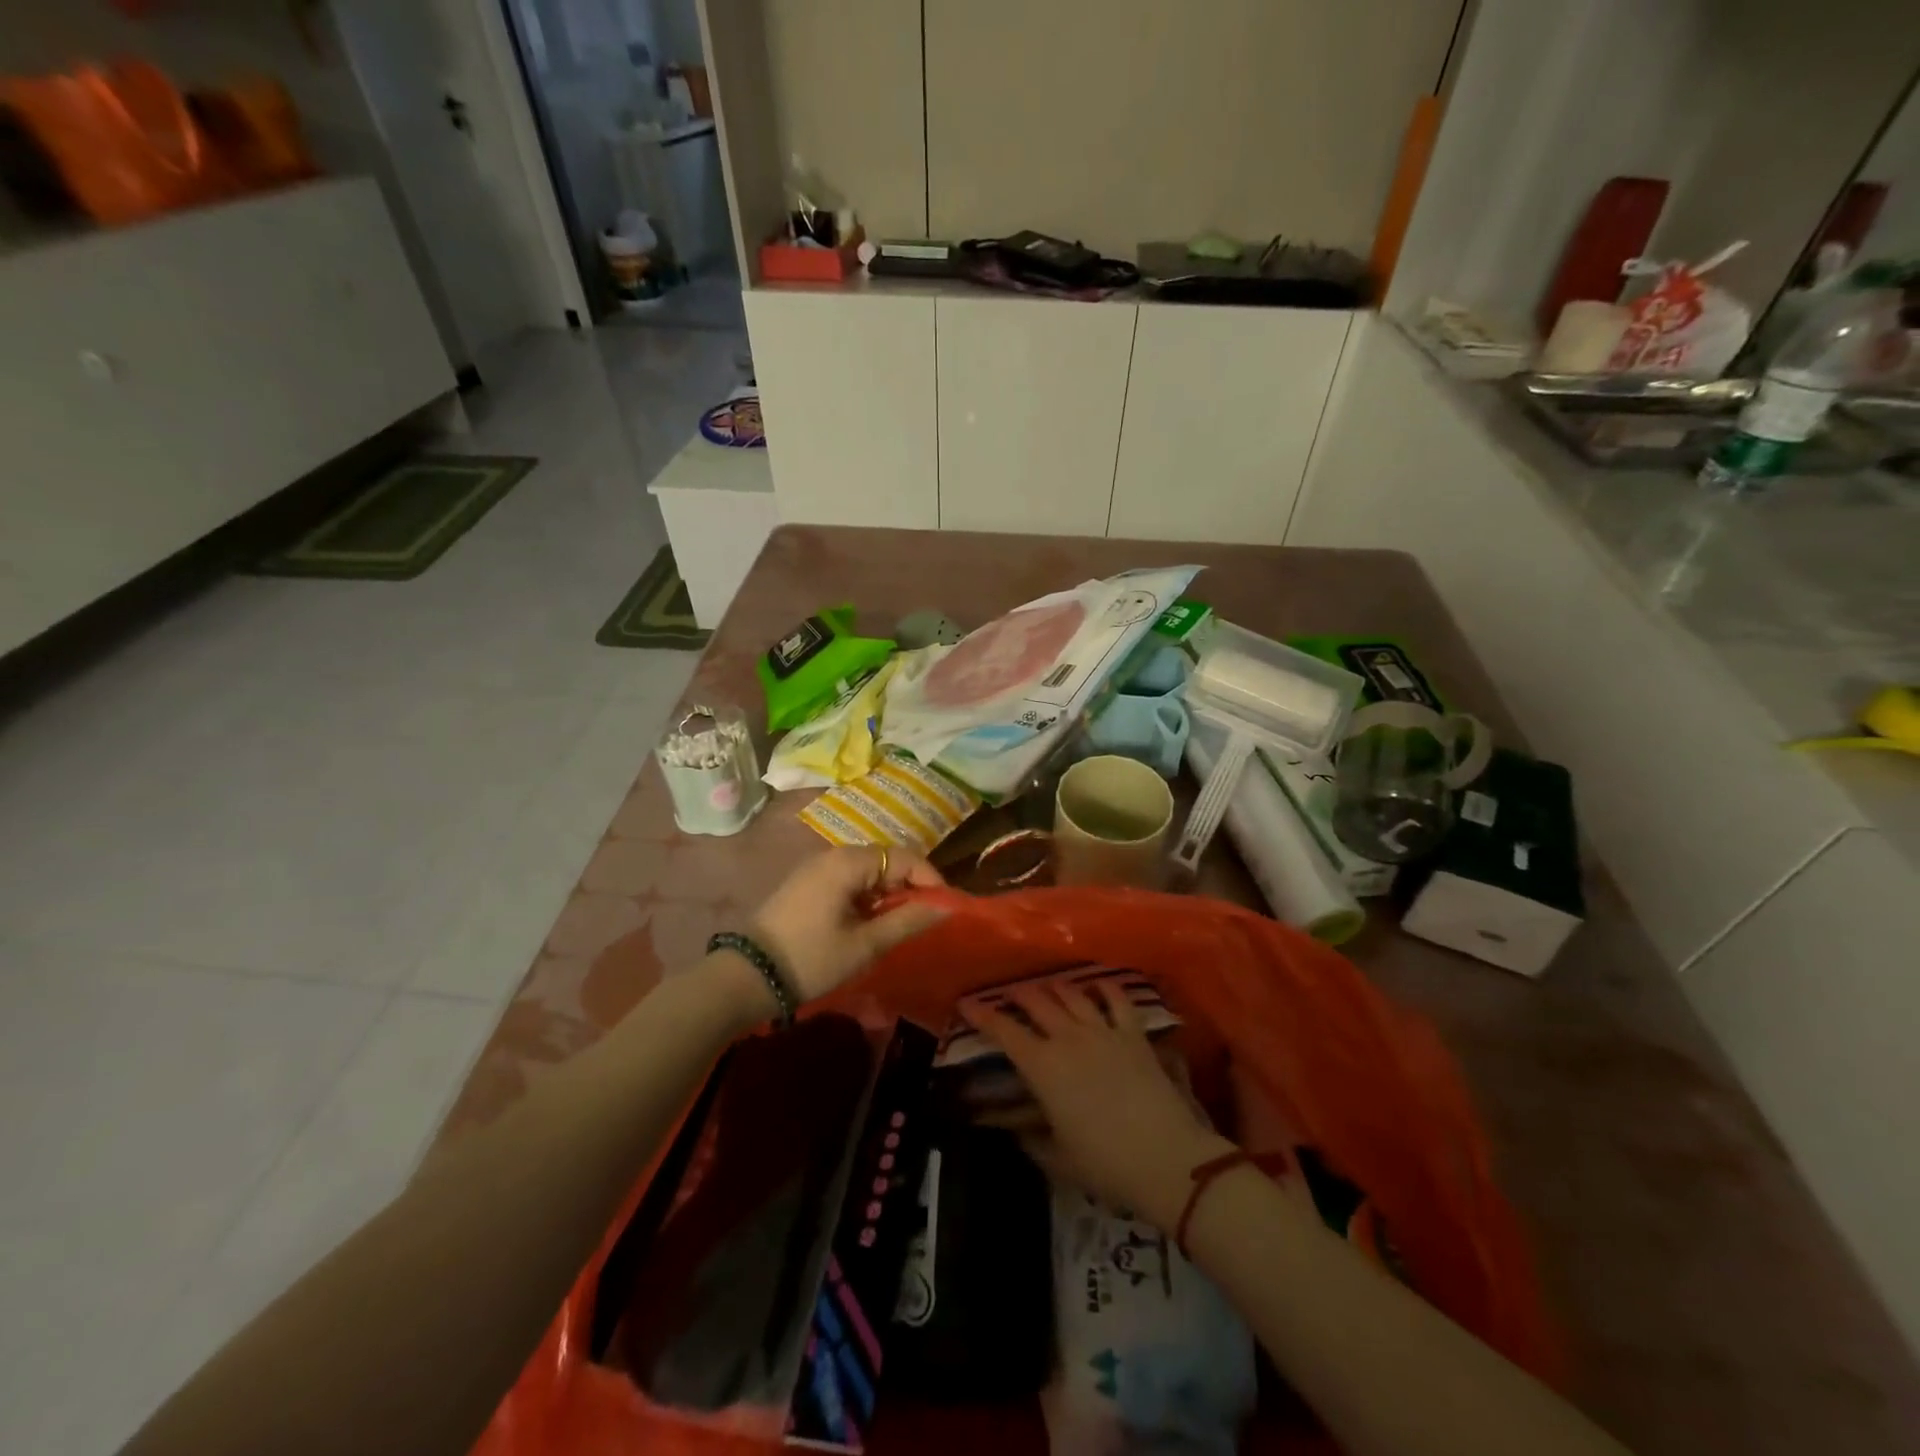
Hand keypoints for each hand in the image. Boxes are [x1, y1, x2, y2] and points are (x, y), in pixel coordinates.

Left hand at [749, 846, 947, 1002]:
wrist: (747, 976)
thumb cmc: (811, 958)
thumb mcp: (865, 944)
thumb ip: (907, 920)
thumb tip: (945, 906)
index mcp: (848, 862)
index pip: (904, 857)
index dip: (929, 878)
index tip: (944, 906)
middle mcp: (832, 856)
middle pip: (886, 859)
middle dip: (909, 886)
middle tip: (924, 918)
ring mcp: (816, 869)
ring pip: (867, 871)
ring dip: (888, 893)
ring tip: (899, 925)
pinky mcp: (806, 885)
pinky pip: (848, 880)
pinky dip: (866, 897)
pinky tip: (869, 924)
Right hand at [971, 981, 1231, 1229]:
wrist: (1166, 1158)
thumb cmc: (1105, 1164)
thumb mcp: (1059, 1159)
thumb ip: (1032, 1140)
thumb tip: (1016, 1128)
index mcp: (1043, 1067)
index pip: (1005, 1031)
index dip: (983, 1015)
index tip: (967, 1004)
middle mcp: (1068, 1038)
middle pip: (1038, 1002)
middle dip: (1018, 994)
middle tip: (1008, 994)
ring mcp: (1103, 1031)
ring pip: (1073, 994)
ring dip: (1055, 987)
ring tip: (1047, 986)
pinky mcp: (1134, 1034)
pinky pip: (1117, 999)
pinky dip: (1104, 987)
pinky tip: (1098, 984)